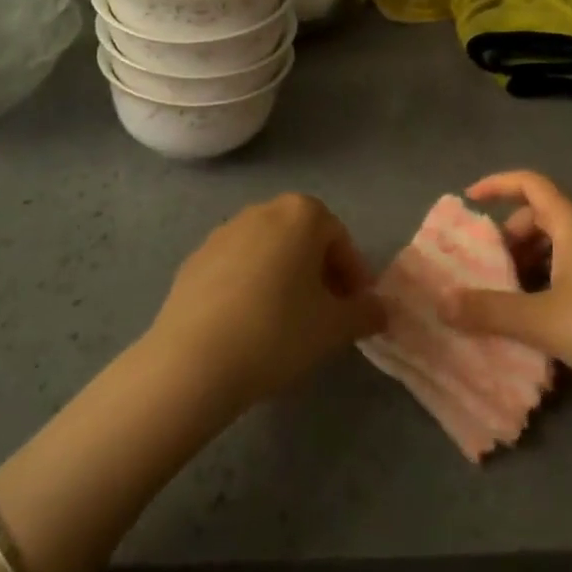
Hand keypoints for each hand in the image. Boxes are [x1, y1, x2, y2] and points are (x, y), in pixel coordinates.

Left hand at [148, 192, 386, 411]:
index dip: (353, 276)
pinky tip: (248, 326)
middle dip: (319, 273)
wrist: (192, 361)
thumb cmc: (277, 333)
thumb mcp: (334, 329)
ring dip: (284, 278)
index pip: (340, 240)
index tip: (355, 311)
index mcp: (302, 213)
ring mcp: (224, 231)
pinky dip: (250, 287)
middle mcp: (263, 210)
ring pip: (269, 251)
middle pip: (304, 239)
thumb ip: (365, 313)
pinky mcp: (195, 258)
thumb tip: (379, 309)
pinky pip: (236, 268)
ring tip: (286, 324)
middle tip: (325, 316)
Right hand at [439, 170, 571, 399]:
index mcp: (571, 222)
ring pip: (556, 248)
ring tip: (506, 301)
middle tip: (486, 270)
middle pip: (539, 217)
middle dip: (508, 238)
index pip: (529, 182)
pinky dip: (548, 285)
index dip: (496, 184)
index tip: (469, 200)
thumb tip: (442, 303)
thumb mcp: (542, 320)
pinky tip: (539, 323)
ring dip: (527, 266)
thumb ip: (490, 311)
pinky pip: (571, 271)